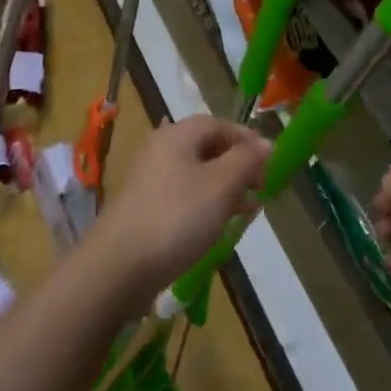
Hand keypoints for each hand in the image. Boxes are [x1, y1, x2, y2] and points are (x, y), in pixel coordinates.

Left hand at [91, 116, 270, 306]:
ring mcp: (150, 182)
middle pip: (206, 148)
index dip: (245, 138)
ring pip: (196, 174)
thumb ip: (246, 160)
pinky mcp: (146, 210)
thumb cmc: (177, 216)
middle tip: (261, 186)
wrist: (119, 266)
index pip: (217, 124)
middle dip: (237, 165)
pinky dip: (206, 204)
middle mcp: (160, 151)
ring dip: (225, 187)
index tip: (270, 160)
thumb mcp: (221, 184)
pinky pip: (184, 197)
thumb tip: (266, 143)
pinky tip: (220, 225)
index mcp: (177, 136)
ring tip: (249, 209)